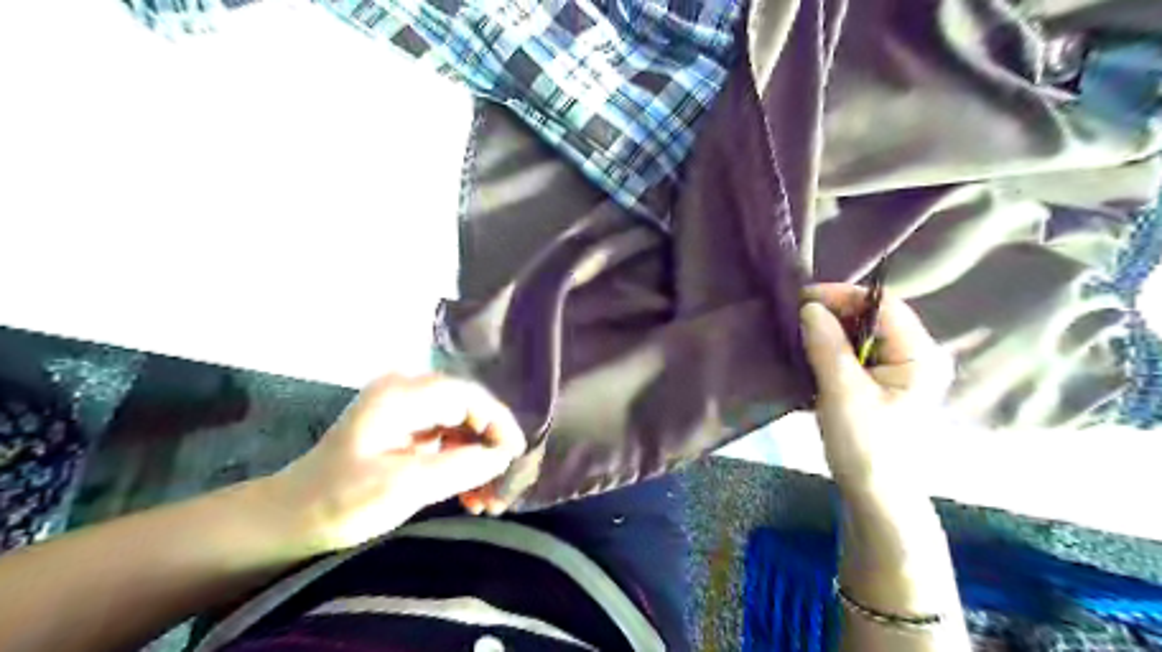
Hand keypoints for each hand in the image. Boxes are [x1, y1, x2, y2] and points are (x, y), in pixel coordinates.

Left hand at [259, 373, 525, 552]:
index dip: (498, 422)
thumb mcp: (402, 486)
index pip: (468, 396)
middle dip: (491, 445)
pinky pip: (448, 440)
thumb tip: (502, 456)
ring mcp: (407, 412)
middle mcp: (407, 393)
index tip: (515, 456)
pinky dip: (463, 464)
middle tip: (506, 481)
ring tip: (491, 498)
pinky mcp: (407, 431)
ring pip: (462, 426)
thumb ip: (458, 467)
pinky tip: (472, 494)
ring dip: (480, 459)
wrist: (290, 519)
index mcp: (401, 395)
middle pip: (468, 409)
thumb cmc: (339, 500)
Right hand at [801, 282, 951, 492]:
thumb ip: (827, 346)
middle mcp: (916, 357)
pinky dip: (832, 351)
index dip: (843, 295)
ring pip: (861, 337)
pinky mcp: (883, 386)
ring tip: (797, 335)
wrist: (876, 497)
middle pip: (873, 318)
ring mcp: (900, 372)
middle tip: (795, 318)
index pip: (883, 305)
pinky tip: (810, 356)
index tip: (802, 299)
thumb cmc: (866, 446)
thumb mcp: (843, 393)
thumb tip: (810, 307)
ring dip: (829, 334)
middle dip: (833, 314)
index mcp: (919, 355)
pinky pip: (856, 355)